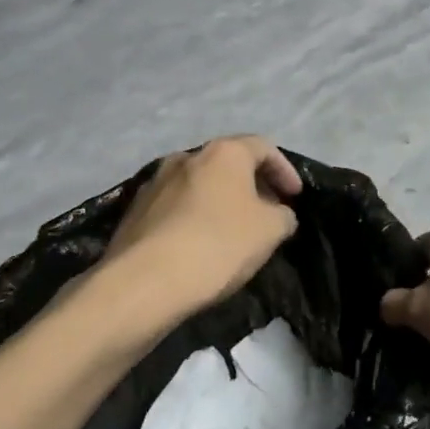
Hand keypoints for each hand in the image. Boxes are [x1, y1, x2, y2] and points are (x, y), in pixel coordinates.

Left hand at [104, 136, 302, 318]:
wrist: (146, 281)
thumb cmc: (219, 244)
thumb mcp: (270, 231)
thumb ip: (283, 215)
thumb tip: (278, 213)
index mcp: (223, 153)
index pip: (263, 148)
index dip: (284, 170)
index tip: (295, 196)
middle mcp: (186, 157)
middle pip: (227, 163)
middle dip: (251, 185)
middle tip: (268, 211)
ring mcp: (155, 182)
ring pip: (199, 184)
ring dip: (220, 200)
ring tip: (234, 229)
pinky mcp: (135, 211)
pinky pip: (175, 207)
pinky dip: (194, 217)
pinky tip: (200, 244)